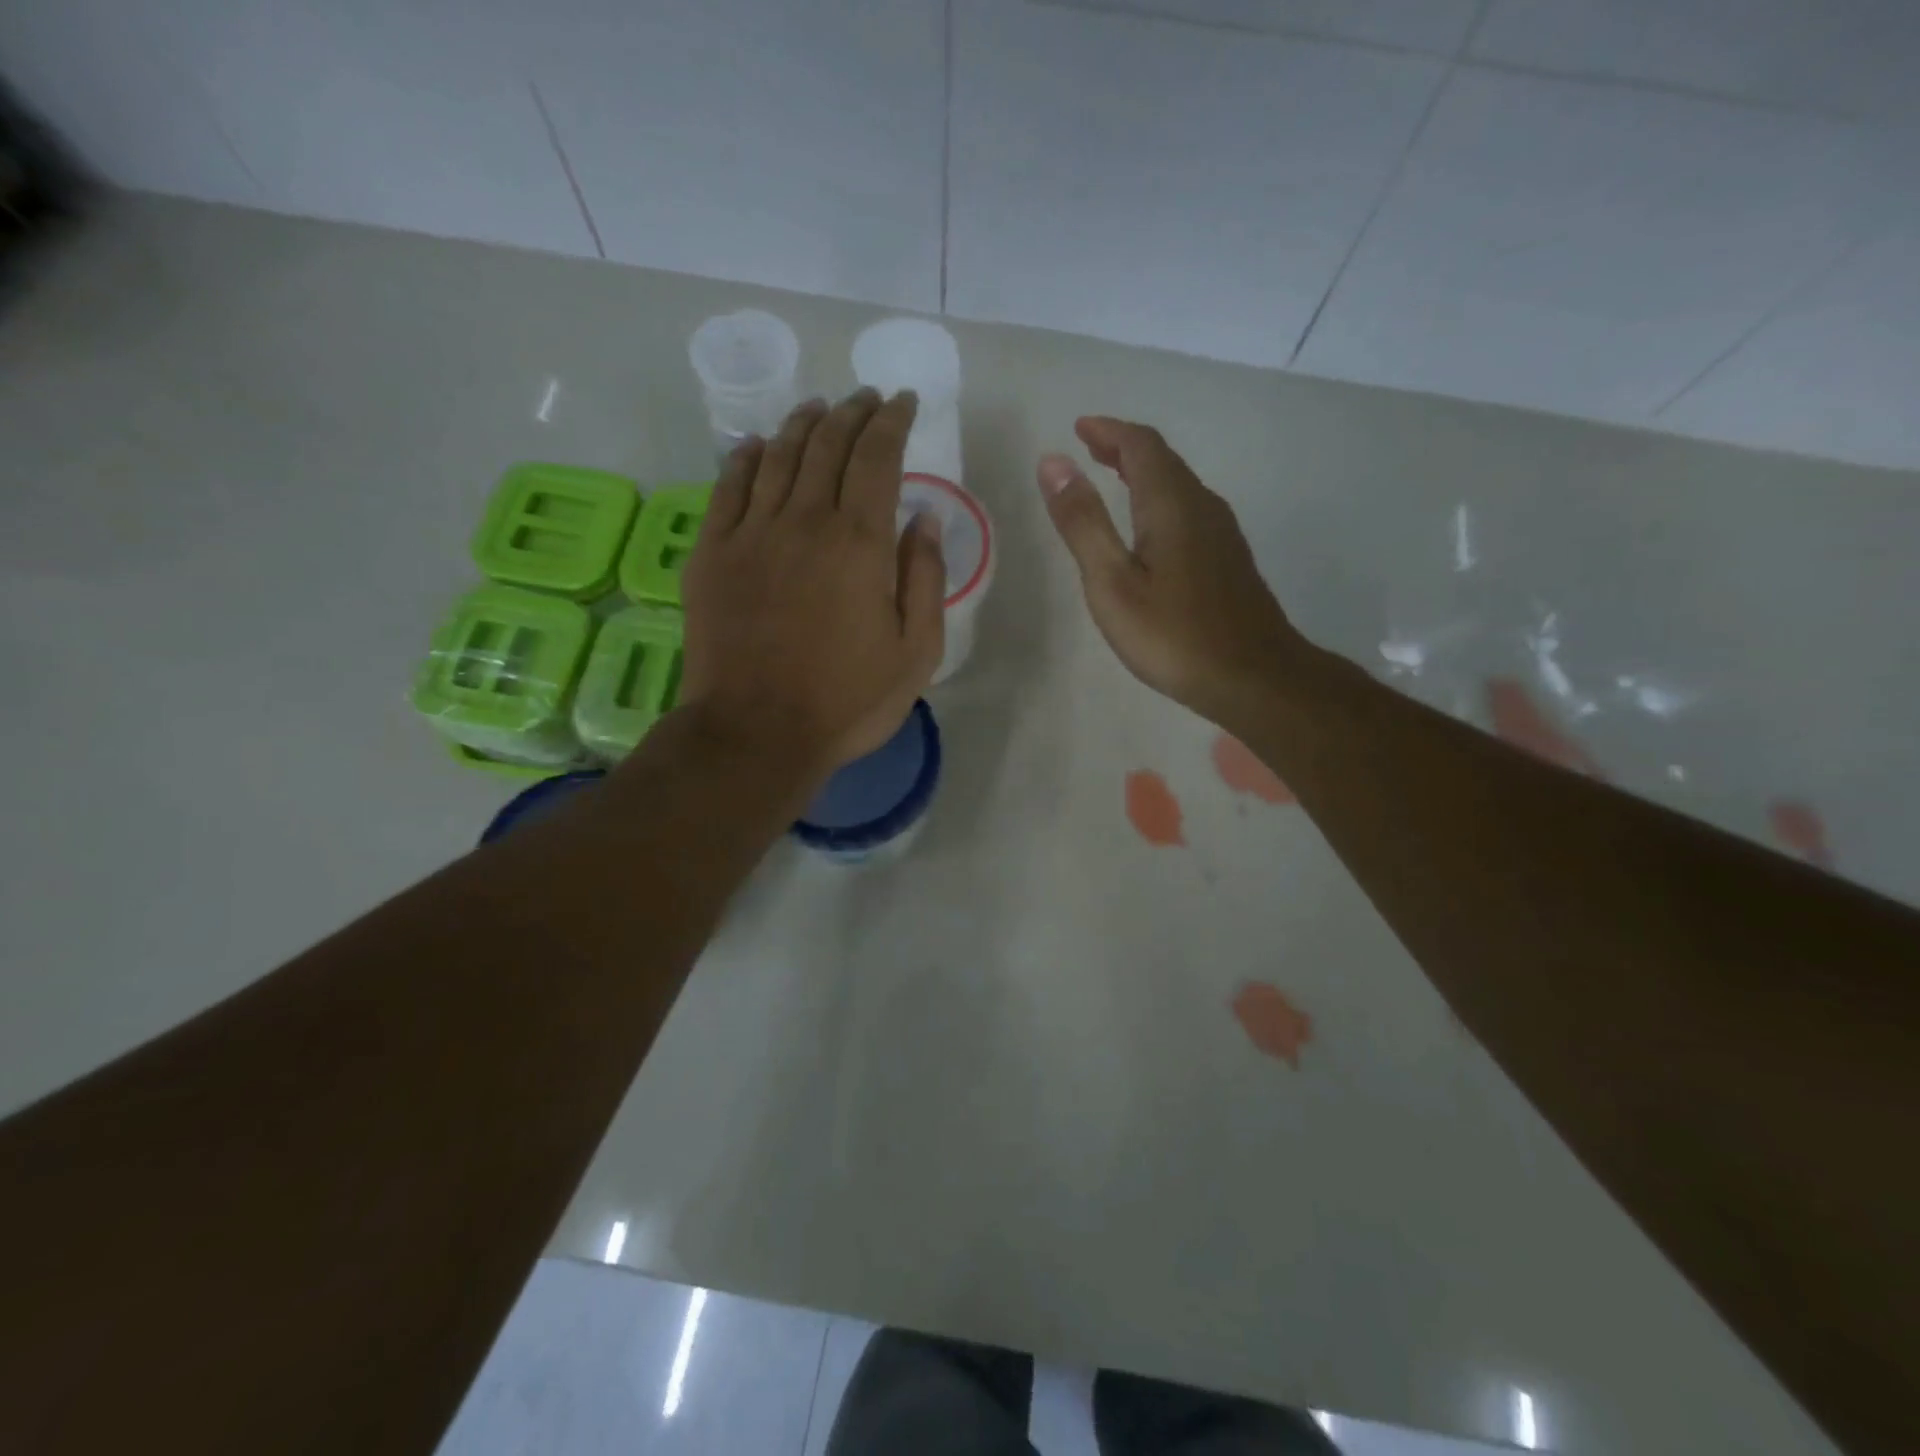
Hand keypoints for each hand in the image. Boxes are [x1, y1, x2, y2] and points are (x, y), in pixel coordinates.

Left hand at [680, 389, 945, 780]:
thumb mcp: (916, 653)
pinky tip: (755, 446)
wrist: (756, 733)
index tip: (902, 403)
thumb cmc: (847, 701)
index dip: (893, 422)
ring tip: (819, 410)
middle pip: (828, 445)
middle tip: (865, 400)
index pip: (878, 458)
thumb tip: (925, 517)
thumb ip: (925, 579)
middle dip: (852, 413)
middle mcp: (804, 520)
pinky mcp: (712, 553)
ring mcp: (751, 533)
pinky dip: (744, 457)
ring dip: (802, 424)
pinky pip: (727, 486)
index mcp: (860, 543)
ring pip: (778, 455)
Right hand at [1038, 417, 1305, 727]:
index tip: (1079, 427)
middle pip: (1163, 460)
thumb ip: (1083, 522)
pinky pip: (1189, 509)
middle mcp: (1202, 506)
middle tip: (1090, 447)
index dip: (1109, 431)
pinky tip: (1149, 527)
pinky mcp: (1228, 559)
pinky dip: (1160, 499)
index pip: (1141, 445)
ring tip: (1112, 476)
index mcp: (1171, 504)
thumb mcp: (1112, 582)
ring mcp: (1221, 533)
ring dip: (1143, 472)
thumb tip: (1053, 462)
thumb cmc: (1173, 635)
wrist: (1253, 677)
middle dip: (1124, 447)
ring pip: (1179, 485)